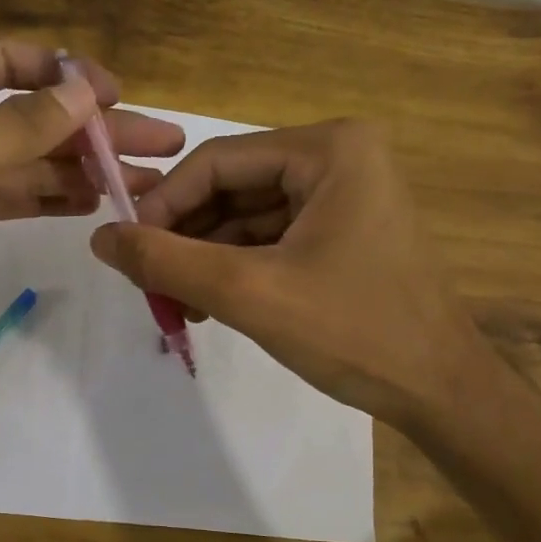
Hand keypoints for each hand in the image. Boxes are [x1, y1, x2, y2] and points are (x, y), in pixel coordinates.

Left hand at [0, 41, 182, 396]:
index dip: (66, 75)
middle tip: (159, 147)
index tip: (121, 98)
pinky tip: (87, 204)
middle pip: (23, 116)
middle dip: (89, 130)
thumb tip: (84, 92)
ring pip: (18, 162)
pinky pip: (2, 198)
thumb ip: (17, 126)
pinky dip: (43, 198)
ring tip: (136, 183)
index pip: (5, 61)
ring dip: (75, 168)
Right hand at [88, 119, 489, 422]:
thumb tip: (99, 238)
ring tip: (174, 304)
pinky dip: (235, 269)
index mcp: (329, 149)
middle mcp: (339, 158)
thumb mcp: (249, 292)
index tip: (125, 251)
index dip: (163, 205)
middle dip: (185, 237)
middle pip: (232, 187)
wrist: (441, 392)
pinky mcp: (344, 232)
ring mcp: (345, 196)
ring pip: (247, 217)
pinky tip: (207, 305)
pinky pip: (271, 239)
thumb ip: (167, 262)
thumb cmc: (353, 332)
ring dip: (205, 258)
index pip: (217, 161)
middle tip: (147, 282)